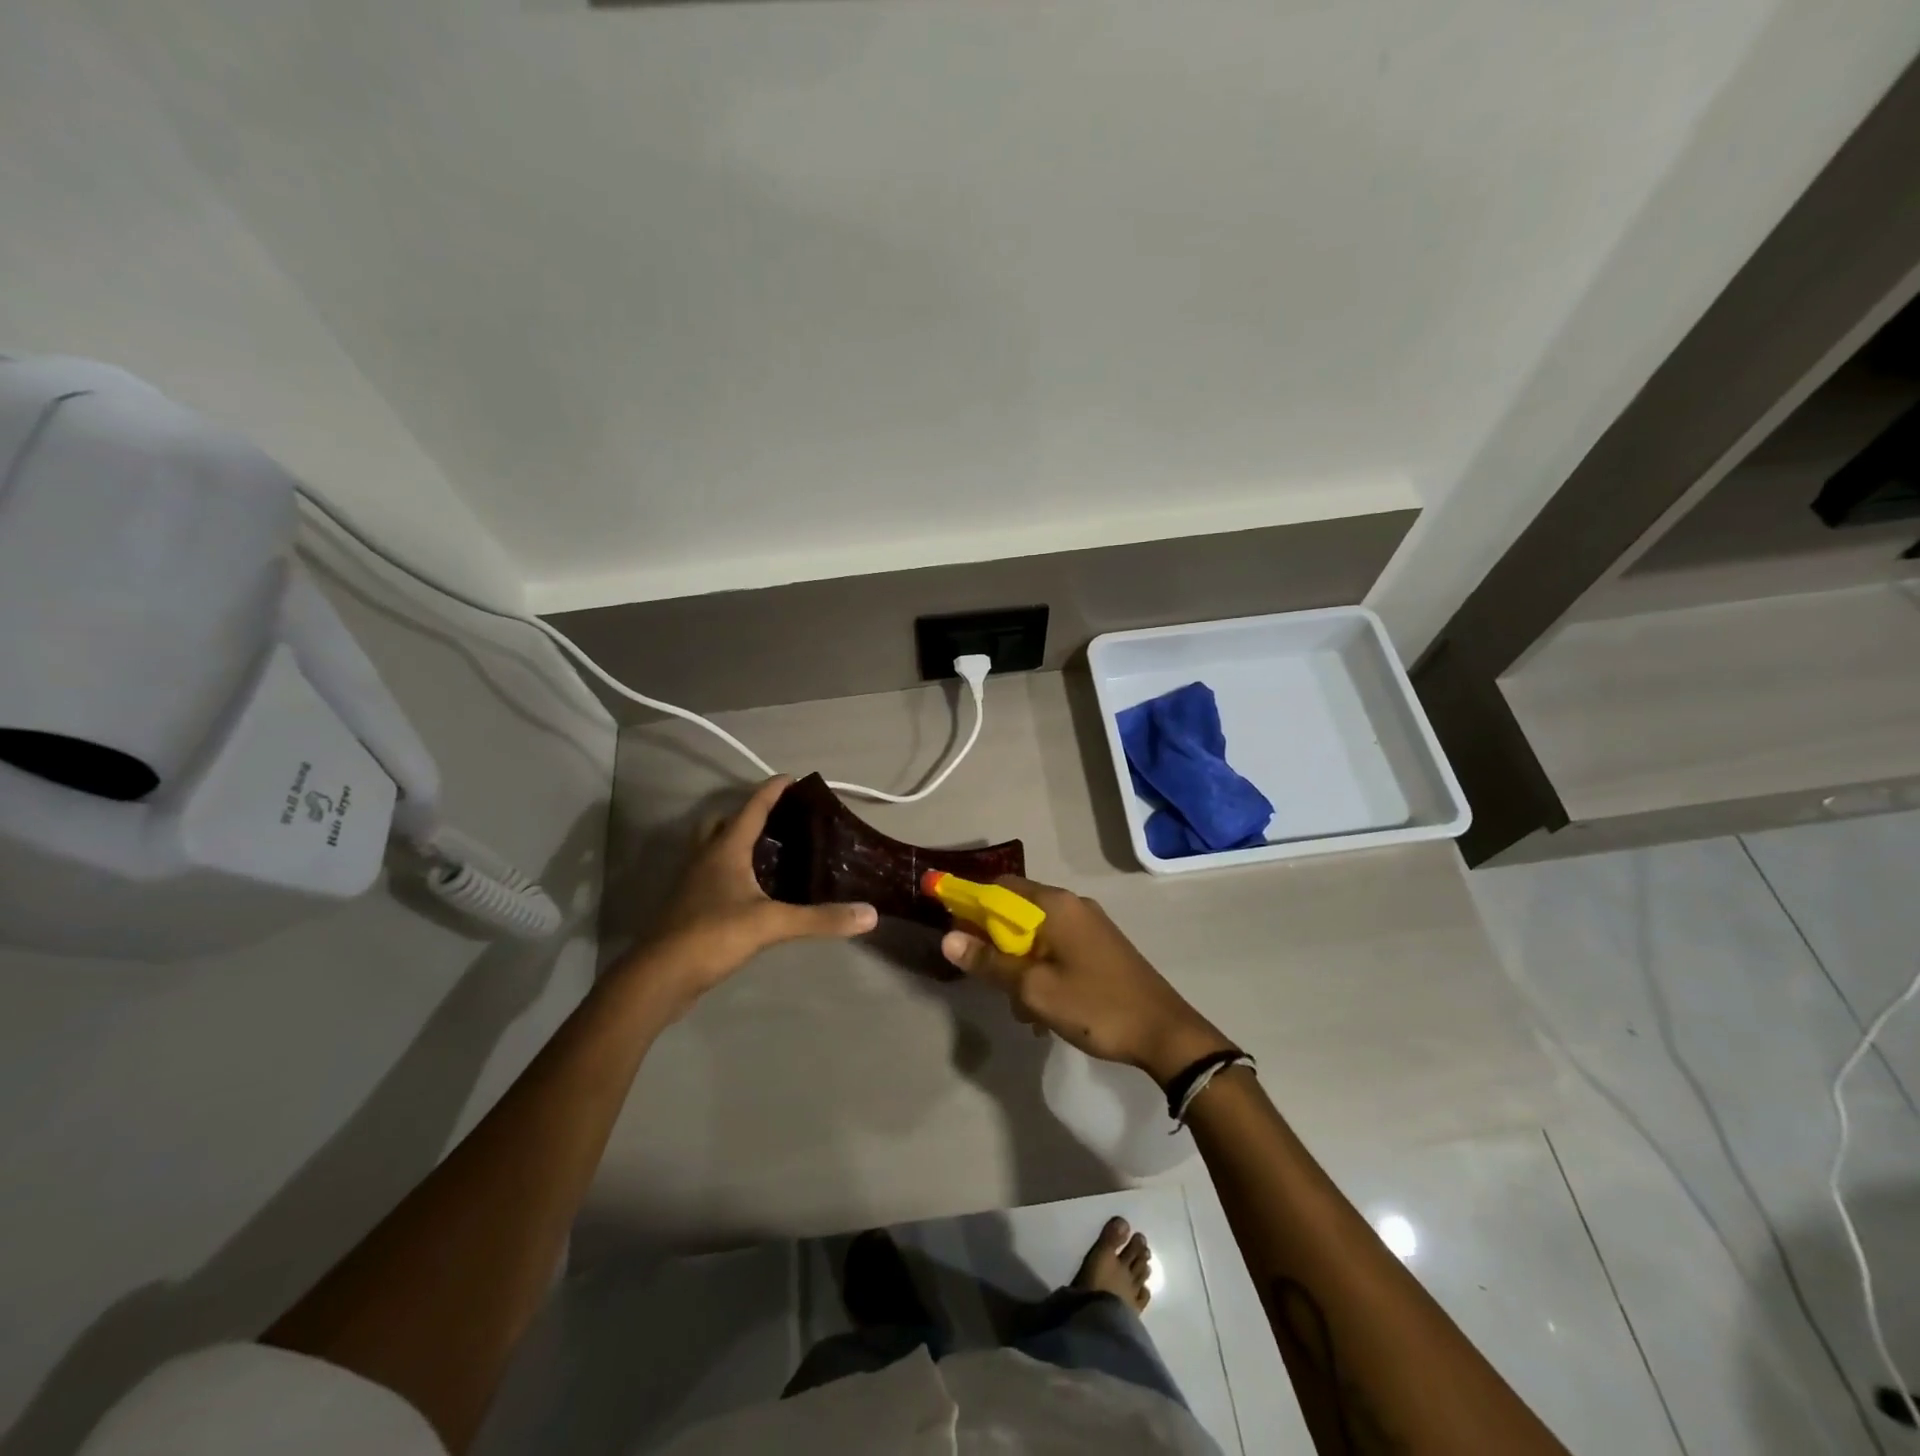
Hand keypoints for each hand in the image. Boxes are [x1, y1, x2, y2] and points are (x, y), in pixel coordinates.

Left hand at [625, 776, 876, 1011]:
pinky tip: (752, 890)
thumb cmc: (712, 936)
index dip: (772, 790)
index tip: (791, 778)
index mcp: (725, 850)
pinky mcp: (688, 907)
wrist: (659, 977)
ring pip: (713, 848)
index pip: (751, 808)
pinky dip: (731, 870)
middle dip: (748, 814)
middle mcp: (705, 858)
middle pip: (723, 822)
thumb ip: (820, 919)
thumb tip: (869, 914)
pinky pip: (712, 874)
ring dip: (736, 842)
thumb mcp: (772, 924)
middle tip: (778, 820)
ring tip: (769, 852)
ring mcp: (692, 883)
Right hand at [940, 876, 1234, 1084]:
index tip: (954, 932)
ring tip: (1022, 1009)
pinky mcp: (1100, 947)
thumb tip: (948, 939)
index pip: (999, 886)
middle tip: (989, 981)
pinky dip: (1042, 971)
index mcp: (1055, 905)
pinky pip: (1056, 949)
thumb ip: (990, 963)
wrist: (1165, 1032)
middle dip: (996, 945)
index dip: (971, 904)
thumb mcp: (1034, 989)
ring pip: (1036, 935)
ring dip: (1020, 966)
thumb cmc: (1095, 1006)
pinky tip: (1045, 1010)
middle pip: (1017, 911)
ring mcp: (1089, 926)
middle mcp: (1072, 905)